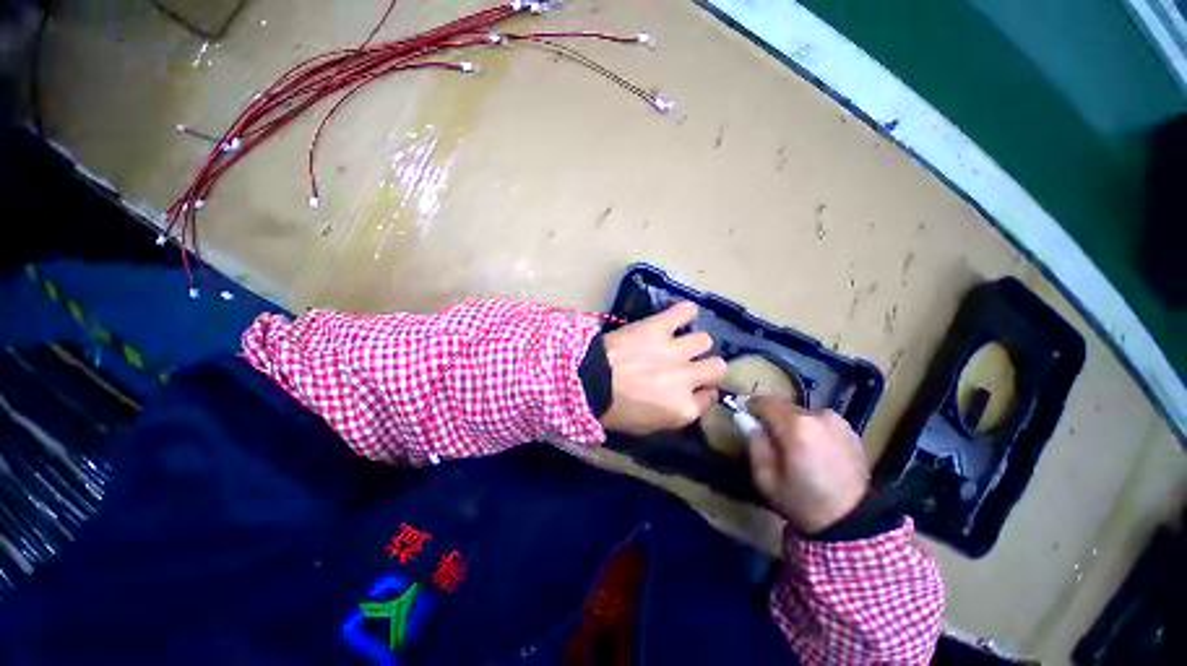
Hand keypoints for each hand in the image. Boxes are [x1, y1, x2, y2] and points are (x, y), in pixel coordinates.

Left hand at [599, 302, 726, 434]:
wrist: (587, 382)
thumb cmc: (613, 410)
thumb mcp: (646, 426)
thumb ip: (672, 414)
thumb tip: (684, 401)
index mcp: (684, 409)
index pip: (709, 399)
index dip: (700, 392)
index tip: (691, 388)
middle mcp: (687, 378)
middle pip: (717, 368)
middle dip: (707, 368)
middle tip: (689, 365)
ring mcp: (675, 351)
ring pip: (704, 340)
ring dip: (693, 343)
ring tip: (679, 342)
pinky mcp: (659, 328)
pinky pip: (685, 311)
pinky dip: (684, 312)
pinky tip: (680, 316)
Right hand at [746, 397, 869, 533]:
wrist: (854, 523)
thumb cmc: (803, 502)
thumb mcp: (766, 478)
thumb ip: (754, 443)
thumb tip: (744, 418)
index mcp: (796, 426)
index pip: (765, 402)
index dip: (750, 407)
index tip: (744, 417)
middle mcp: (818, 415)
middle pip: (784, 406)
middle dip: (772, 417)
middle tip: (767, 437)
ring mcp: (838, 422)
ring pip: (802, 413)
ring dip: (791, 423)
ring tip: (791, 446)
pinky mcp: (850, 431)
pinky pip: (820, 422)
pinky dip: (810, 429)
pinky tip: (812, 451)